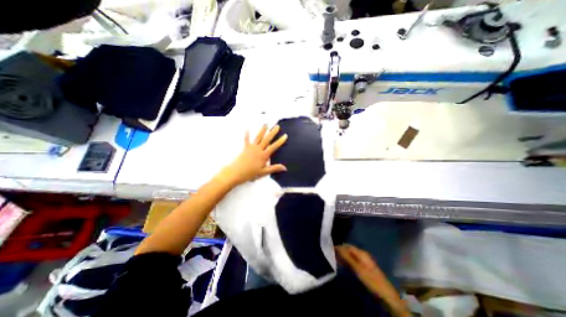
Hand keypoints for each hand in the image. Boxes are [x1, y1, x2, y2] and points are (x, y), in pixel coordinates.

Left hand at [217, 126, 287, 186]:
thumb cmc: (250, 173)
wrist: (236, 172)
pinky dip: (247, 134)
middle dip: (273, 132)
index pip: (274, 146)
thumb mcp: (263, 172)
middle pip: (267, 139)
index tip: (285, 135)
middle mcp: (259, 149)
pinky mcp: (245, 148)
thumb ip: (274, 168)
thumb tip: (285, 168)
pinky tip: (247, 128)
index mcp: (264, 155)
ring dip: (263, 130)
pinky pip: (246, 139)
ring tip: (266, 124)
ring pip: (258, 137)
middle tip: (277, 126)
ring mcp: (251, 147)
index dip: (280, 141)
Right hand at [333, 246, 409, 316]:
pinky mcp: (363, 268)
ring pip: (350, 256)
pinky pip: (352, 262)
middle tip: (330, 255)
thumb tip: (337, 247)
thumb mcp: (358, 268)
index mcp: (361, 253)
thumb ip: (347, 257)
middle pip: (348, 250)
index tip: (329, 249)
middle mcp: (362, 255)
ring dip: (343, 257)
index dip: (339, 247)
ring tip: (334, 260)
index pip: (347, 246)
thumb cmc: (371, 279)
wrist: (386, 295)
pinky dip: (347, 262)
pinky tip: (342, 265)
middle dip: (340, 251)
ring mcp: (363, 262)